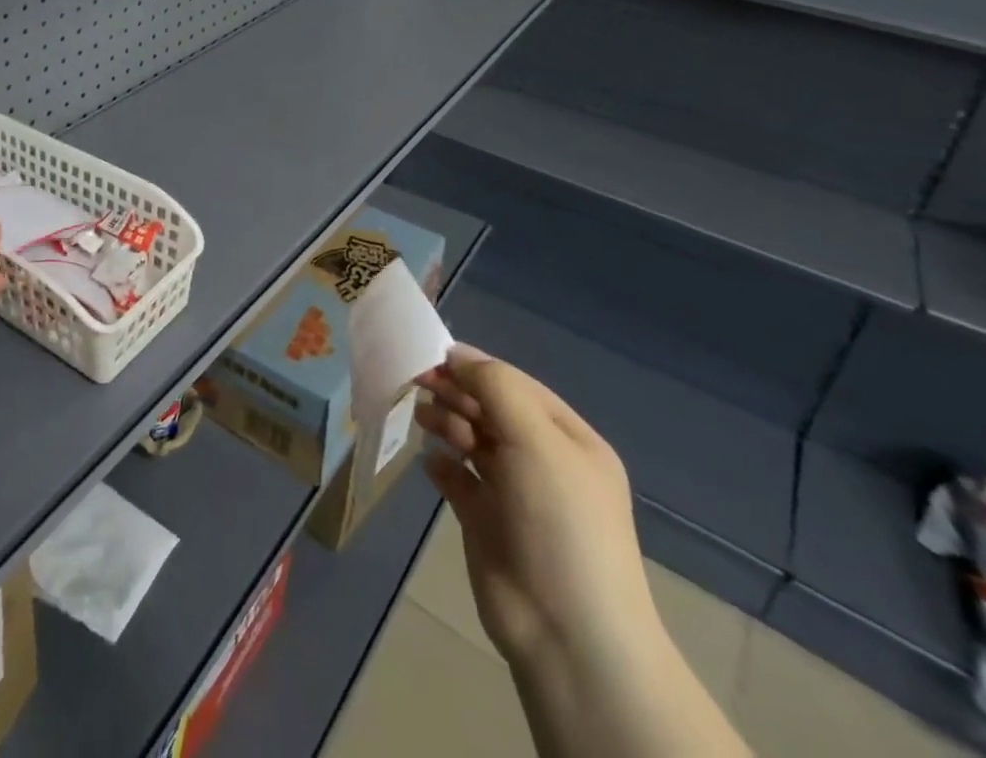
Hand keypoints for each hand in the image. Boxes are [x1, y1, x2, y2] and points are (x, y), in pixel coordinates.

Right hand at [414, 350, 658, 671]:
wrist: (567, 631)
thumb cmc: (558, 521)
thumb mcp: (535, 439)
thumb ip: (495, 387)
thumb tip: (455, 355)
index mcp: (568, 439)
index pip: (514, 385)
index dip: (473, 366)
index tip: (431, 356)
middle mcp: (542, 460)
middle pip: (490, 409)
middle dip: (456, 393)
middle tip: (418, 384)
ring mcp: (514, 493)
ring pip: (471, 440)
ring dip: (446, 423)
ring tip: (425, 422)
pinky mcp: (485, 521)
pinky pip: (457, 479)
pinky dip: (442, 465)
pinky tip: (431, 464)